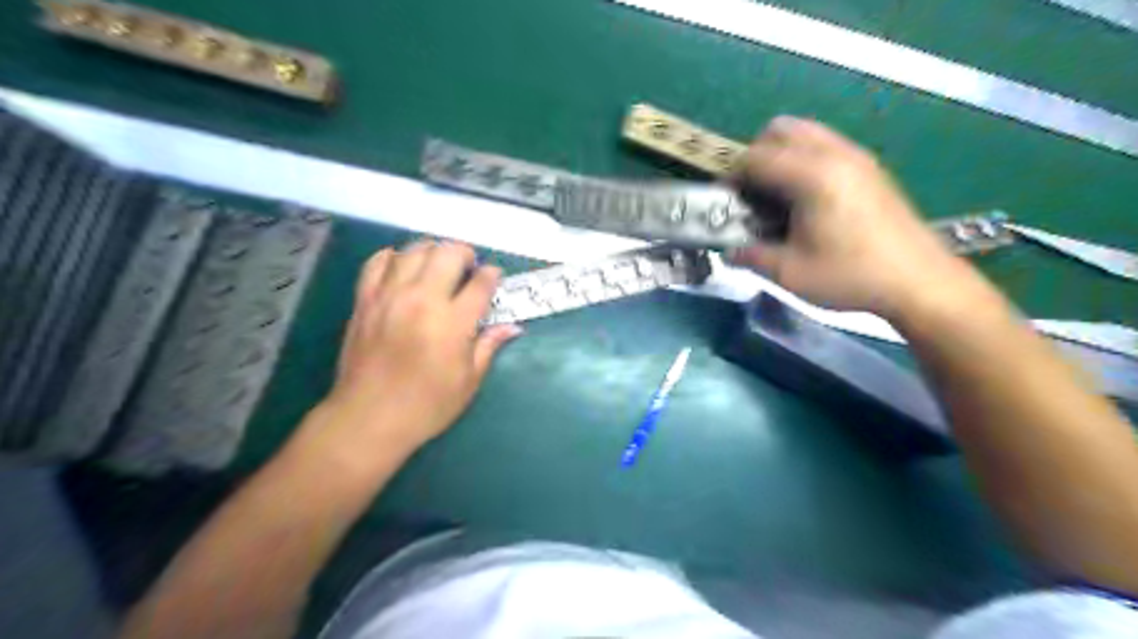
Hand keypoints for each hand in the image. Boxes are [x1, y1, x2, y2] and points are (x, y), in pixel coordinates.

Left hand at [312, 241, 520, 456]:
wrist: (368, 418)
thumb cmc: (426, 406)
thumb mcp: (468, 382)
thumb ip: (489, 346)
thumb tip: (512, 327)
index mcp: (452, 323)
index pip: (480, 283)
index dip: (492, 275)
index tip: (494, 278)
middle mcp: (421, 300)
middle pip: (447, 253)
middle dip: (465, 253)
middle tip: (469, 267)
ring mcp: (389, 296)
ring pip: (413, 250)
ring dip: (432, 251)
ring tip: (439, 264)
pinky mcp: (364, 300)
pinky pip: (377, 262)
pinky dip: (394, 257)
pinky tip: (403, 267)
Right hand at [734, 115, 981, 317]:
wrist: (918, 281)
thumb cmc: (850, 276)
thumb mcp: (790, 273)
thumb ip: (751, 256)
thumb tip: (729, 250)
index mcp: (812, 176)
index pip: (756, 157)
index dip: (733, 177)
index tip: (728, 204)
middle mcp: (834, 154)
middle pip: (780, 130)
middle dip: (756, 156)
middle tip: (753, 194)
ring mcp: (856, 156)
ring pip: (805, 132)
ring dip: (781, 155)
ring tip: (778, 196)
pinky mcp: (869, 167)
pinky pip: (825, 144)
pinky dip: (804, 159)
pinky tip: (807, 199)